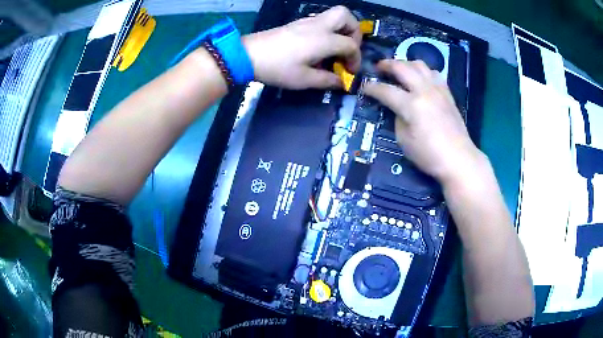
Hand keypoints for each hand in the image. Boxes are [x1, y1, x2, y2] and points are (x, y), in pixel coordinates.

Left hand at [242, 6, 361, 89]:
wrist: (248, 55)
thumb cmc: (277, 68)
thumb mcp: (303, 79)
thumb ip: (327, 80)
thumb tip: (341, 82)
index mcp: (324, 39)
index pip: (351, 44)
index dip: (356, 59)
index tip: (350, 72)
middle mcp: (319, 26)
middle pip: (346, 15)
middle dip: (354, 31)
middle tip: (348, 48)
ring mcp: (307, 21)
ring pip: (333, 15)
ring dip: (342, 29)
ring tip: (336, 48)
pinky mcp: (297, 23)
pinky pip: (321, 20)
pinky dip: (329, 30)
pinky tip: (319, 47)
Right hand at [364, 60, 484, 185]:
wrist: (458, 158)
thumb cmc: (428, 154)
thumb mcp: (403, 140)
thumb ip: (397, 118)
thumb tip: (397, 107)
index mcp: (411, 105)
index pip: (385, 90)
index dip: (371, 88)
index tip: (364, 88)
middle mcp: (424, 90)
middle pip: (402, 67)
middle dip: (386, 65)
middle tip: (378, 68)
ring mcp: (438, 89)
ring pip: (419, 64)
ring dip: (406, 64)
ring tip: (400, 70)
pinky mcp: (447, 93)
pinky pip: (433, 73)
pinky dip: (423, 71)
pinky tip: (420, 79)